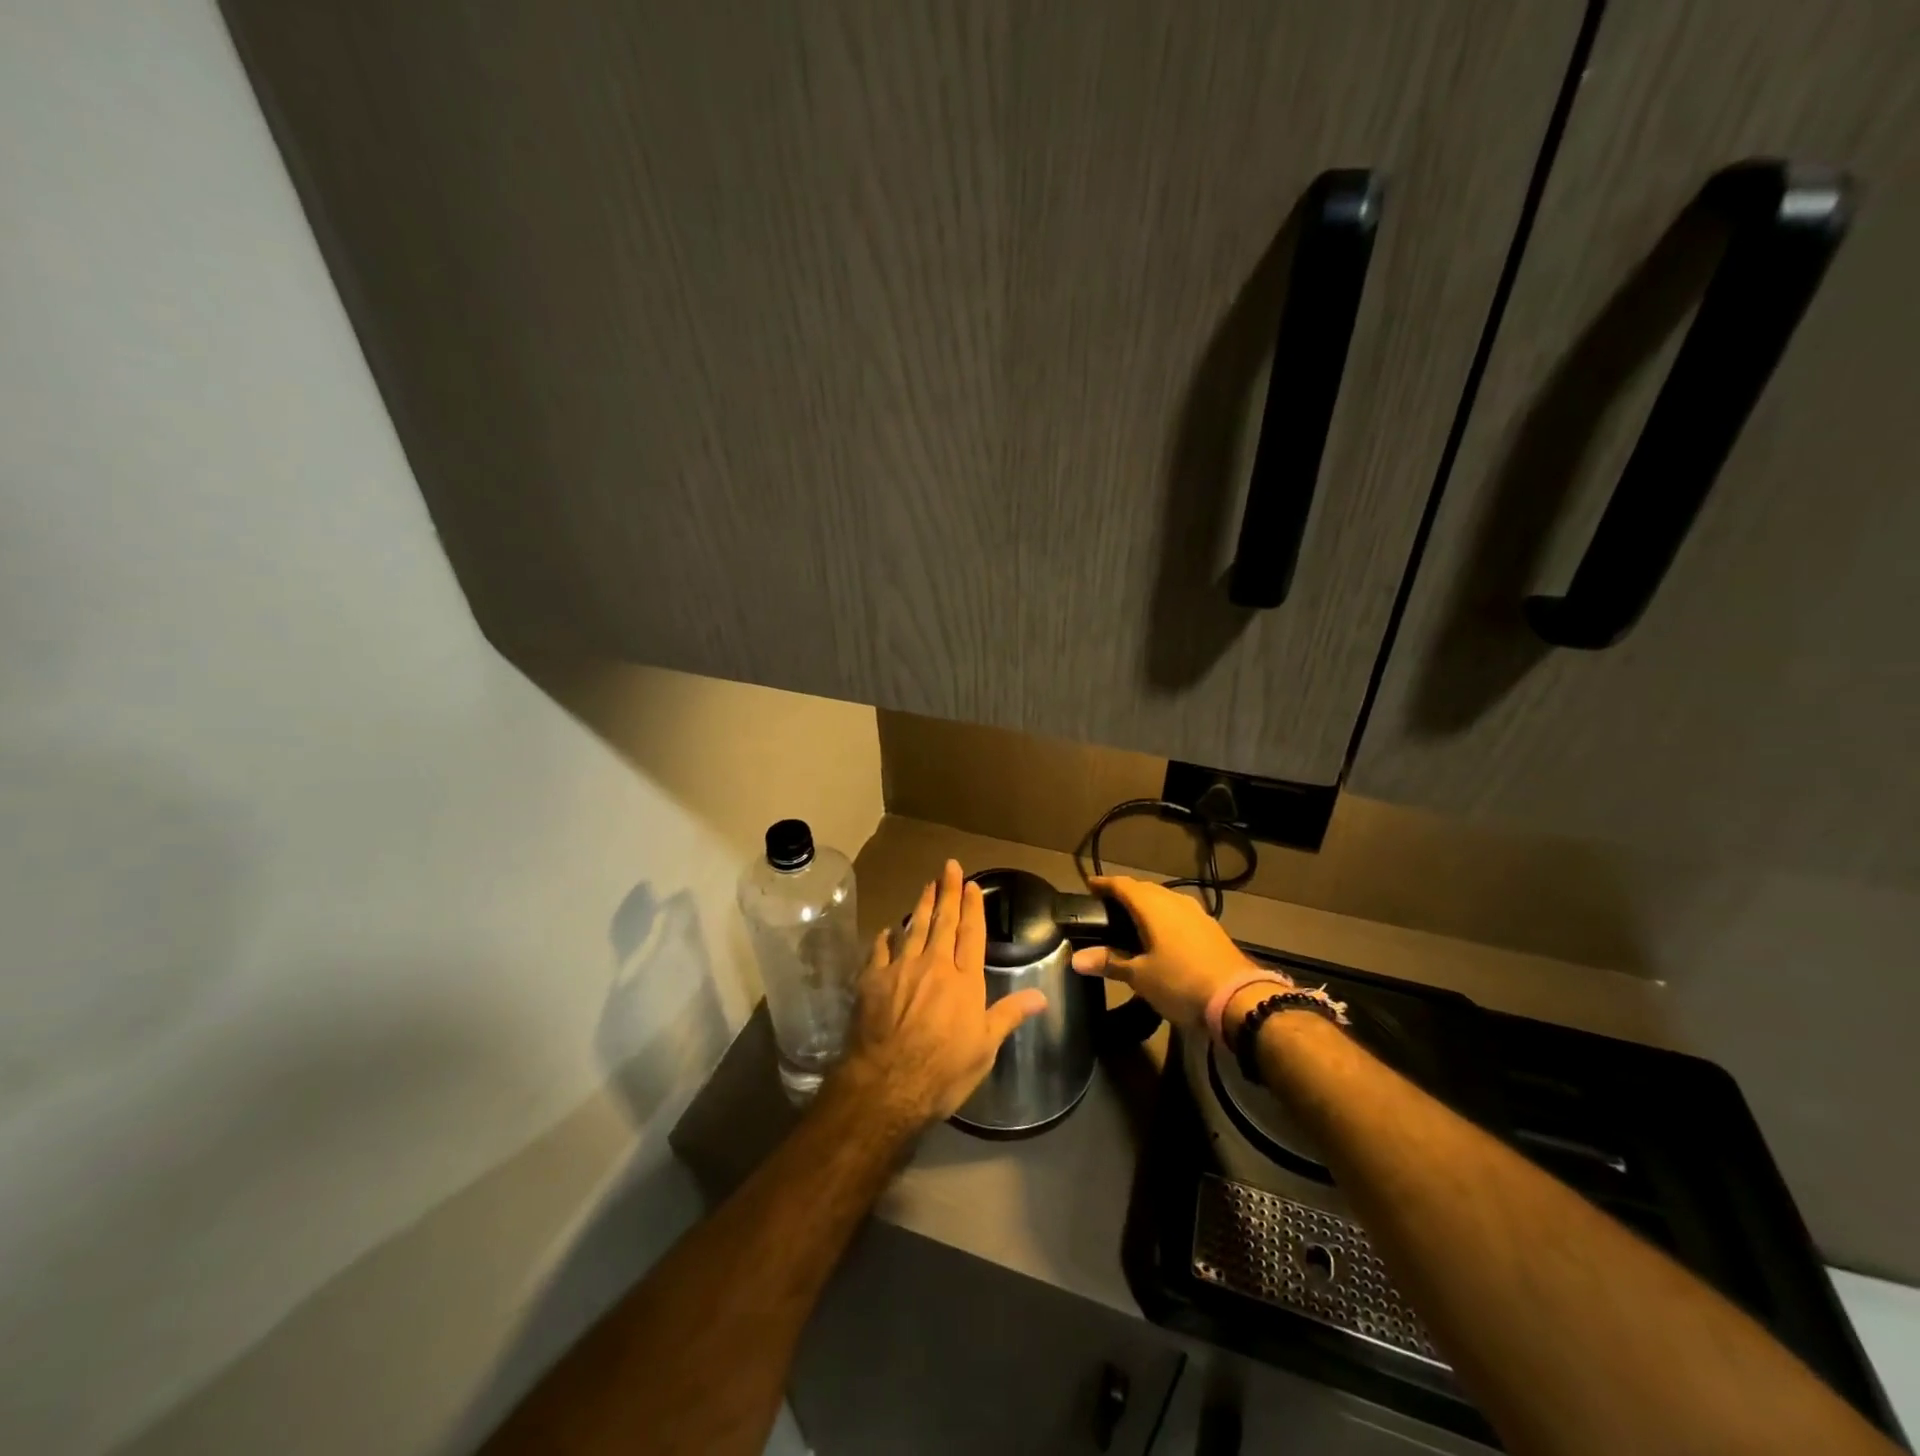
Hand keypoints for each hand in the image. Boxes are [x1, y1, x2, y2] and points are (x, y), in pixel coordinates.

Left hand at [837, 859, 1047, 1127]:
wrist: (888, 1084)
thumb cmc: (944, 1071)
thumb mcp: (985, 1048)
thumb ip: (1009, 1015)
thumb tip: (1042, 996)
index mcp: (964, 981)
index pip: (972, 934)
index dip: (972, 908)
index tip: (972, 884)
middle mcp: (934, 965)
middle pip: (943, 922)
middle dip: (948, 892)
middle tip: (949, 867)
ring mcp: (901, 969)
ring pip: (913, 928)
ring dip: (921, 905)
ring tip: (926, 885)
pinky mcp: (872, 980)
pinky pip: (880, 950)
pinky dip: (886, 937)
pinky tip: (888, 929)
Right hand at [1070, 876, 1253, 1027]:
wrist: (1239, 1000)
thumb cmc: (1180, 982)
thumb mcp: (1140, 976)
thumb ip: (1110, 962)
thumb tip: (1076, 958)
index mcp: (1153, 906)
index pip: (1122, 885)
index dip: (1104, 884)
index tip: (1089, 886)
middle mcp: (1175, 902)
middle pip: (1145, 889)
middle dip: (1125, 893)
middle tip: (1107, 905)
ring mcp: (1197, 914)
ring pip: (1165, 900)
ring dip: (1147, 905)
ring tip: (1132, 919)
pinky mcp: (1212, 929)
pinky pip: (1179, 914)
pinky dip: (1164, 918)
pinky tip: (1162, 935)